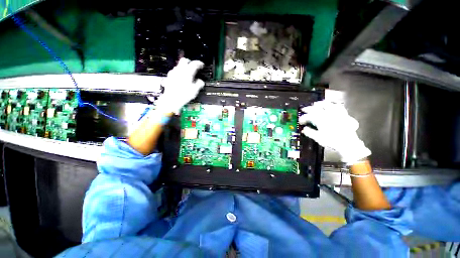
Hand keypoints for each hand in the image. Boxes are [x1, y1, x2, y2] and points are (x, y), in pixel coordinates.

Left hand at [155, 58, 204, 113]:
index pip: (194, 64)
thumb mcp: (195, 90)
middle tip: (193, 66)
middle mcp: (180, 71)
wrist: (172, 99)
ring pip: (179, 65)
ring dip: (184, 67)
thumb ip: (199, 84)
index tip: (201, 65)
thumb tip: (201, 81)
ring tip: (187, 73)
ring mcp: (173, 73)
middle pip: (184, 60)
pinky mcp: (169, 77)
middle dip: (189, 62)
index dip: (199, 63)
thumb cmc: (183, 95)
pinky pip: (174, 71)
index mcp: (187, 73)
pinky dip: (178, 72)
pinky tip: (180, 78)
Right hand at [299, 100, 370, 164]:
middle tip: (304, 109)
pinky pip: (339, 107)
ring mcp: (337, 114)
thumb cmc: (332, 141)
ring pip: (328, 104)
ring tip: (316, 104)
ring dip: (320, 104)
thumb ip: (310, 132)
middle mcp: (328, 114)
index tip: (300, 121)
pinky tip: (332, 105)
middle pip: (317, 108)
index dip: (303, 118)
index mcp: (321, 120)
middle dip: (309, 108)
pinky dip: (334, 105)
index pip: (309, 116)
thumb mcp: (318, 138)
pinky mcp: (344, 115)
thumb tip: (304, 129)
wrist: (348, 144)